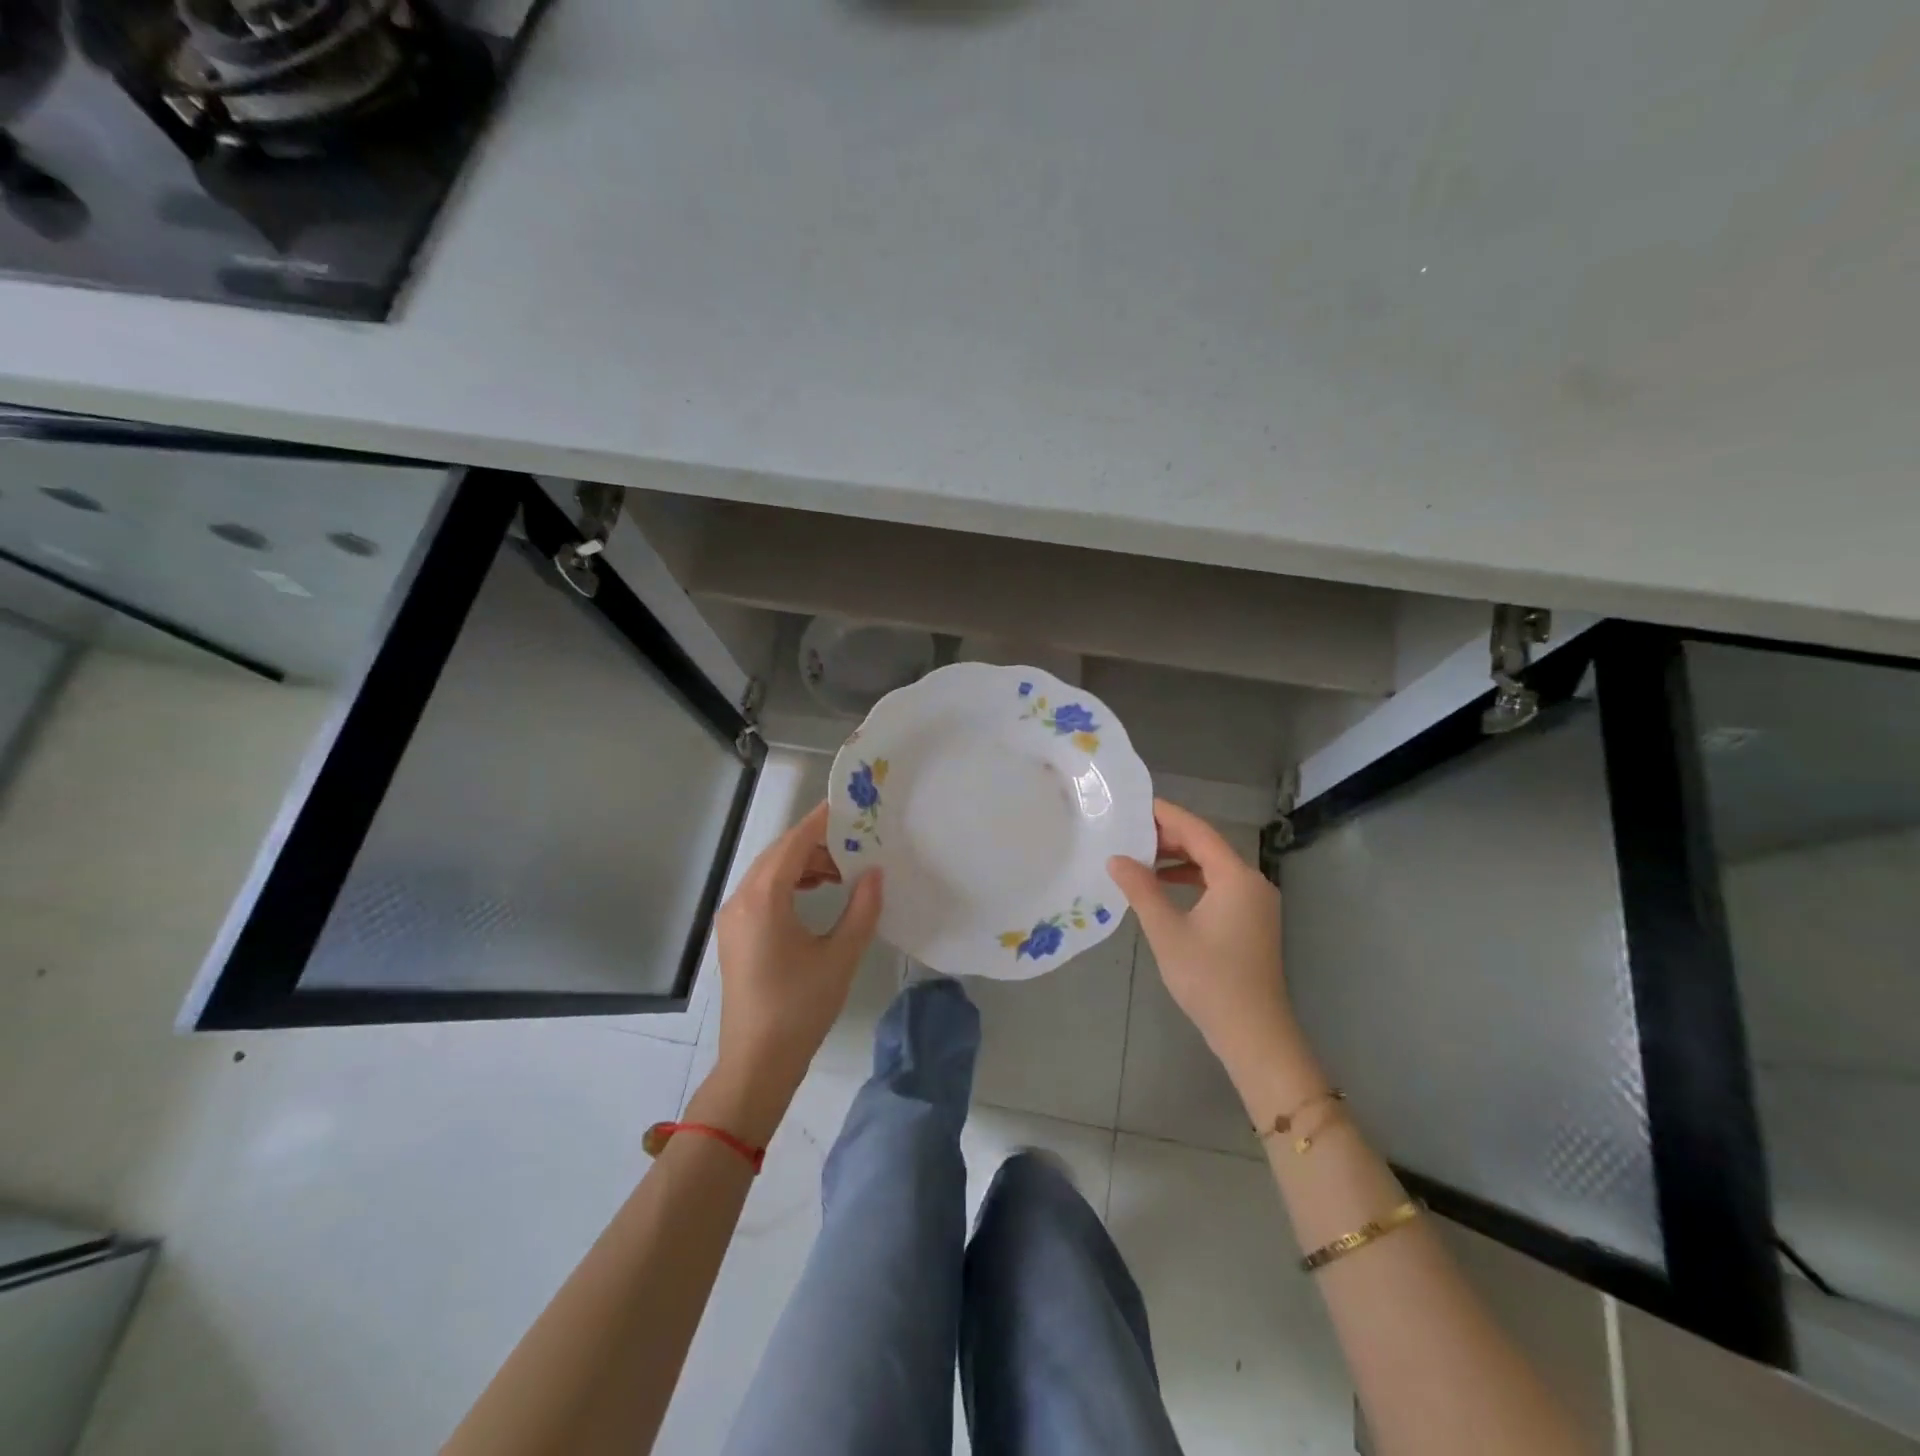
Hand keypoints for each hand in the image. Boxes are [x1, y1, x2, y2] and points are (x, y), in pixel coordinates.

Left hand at [704, 801, 882, 1140]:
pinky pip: (762, 892)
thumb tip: (875, 873)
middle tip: (856, 843)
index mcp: (763, 899)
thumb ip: (862, 909)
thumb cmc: (800, 1008)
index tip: (849, 806)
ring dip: (804, 865)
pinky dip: (790, 884)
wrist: (756, 1063)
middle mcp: (741, 899)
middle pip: (779, 854)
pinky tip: (816, 894)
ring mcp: (733, 917)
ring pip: (770, 872)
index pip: (794, 843)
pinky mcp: (735, 934)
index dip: (821, 821)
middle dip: (816, 843)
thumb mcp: (840, 956)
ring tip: (842, 872)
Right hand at [1108, 800, 1320, 1111]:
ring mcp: (1256, 903)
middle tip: (1130, 831)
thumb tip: (1116, 859)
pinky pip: (1220, 886)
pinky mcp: (1253, 922)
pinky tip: (1165, 887)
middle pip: (1208, 846)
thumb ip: (1141, 889)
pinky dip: (1192, 880)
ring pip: (1213, 867)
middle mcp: (1252, 882)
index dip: (1166, 815)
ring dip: (1179, 859)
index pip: (1198, 832)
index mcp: (1236, 877)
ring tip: (1141, 857)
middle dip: (1170, 837)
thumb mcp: (1167, 931)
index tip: (1136, 804)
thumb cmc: (1209, 978)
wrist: (1253, 1033)